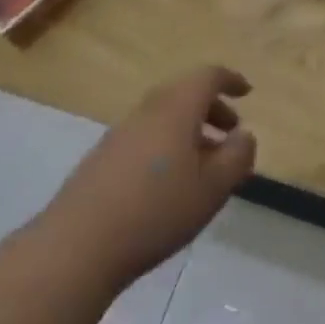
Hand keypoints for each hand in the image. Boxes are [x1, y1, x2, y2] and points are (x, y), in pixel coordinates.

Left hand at [42, 68, 256, 296]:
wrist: (77, 246)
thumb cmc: (156, 211)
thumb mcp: (213, 188)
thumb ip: (237, 157)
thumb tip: (244, 135)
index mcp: (176, 108)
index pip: (208, 76)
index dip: (230, 80)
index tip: (247, 92)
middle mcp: (147, 111)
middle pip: (184, 93)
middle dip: (211, 108)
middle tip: (231, 133)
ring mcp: (120, 133)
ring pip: (163, 117)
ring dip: (189, 129)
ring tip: (204, 165)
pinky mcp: (102, 158)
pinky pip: (145, 136)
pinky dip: (167, 145)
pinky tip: (169, 183)